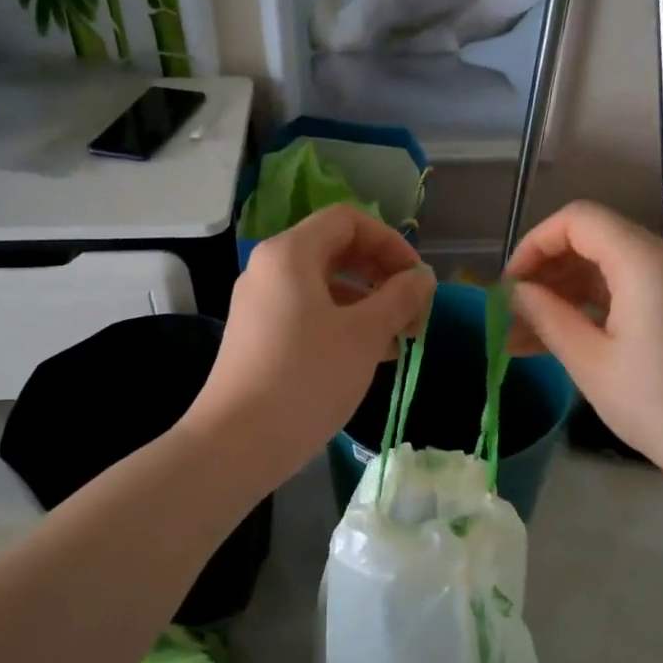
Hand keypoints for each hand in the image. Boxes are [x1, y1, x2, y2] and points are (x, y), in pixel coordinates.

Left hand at [186, 203, 434, 486]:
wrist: (239, 441)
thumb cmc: (307, 378)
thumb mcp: (364, 335)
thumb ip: (400, 298)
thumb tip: (422, 277)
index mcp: (290, 254)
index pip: (348, 221)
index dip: (390, 242)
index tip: (417, 280)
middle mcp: (270, 269)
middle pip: (336, 251)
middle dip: (382, 277)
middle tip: (414, 313)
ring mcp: (260, 305)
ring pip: (325, 287)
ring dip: (367, 305)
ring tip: (400, 341)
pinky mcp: (259, 337)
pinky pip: (308, 315)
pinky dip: (343, 325)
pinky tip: (370, 357)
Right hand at [506, 200, 662, 508]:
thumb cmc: (662, 404)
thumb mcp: (591, 362)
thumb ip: (548, 317)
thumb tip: (515, 293)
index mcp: (643, 261)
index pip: (577, 220)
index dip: (534, 245)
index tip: (508, 288)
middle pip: (592, 240)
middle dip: (545, 273)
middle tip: (510, 316)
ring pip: (607, 269)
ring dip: (563, 295)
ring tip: (523, 338)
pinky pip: (627, 293)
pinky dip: (591, 309)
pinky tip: (560, 342)